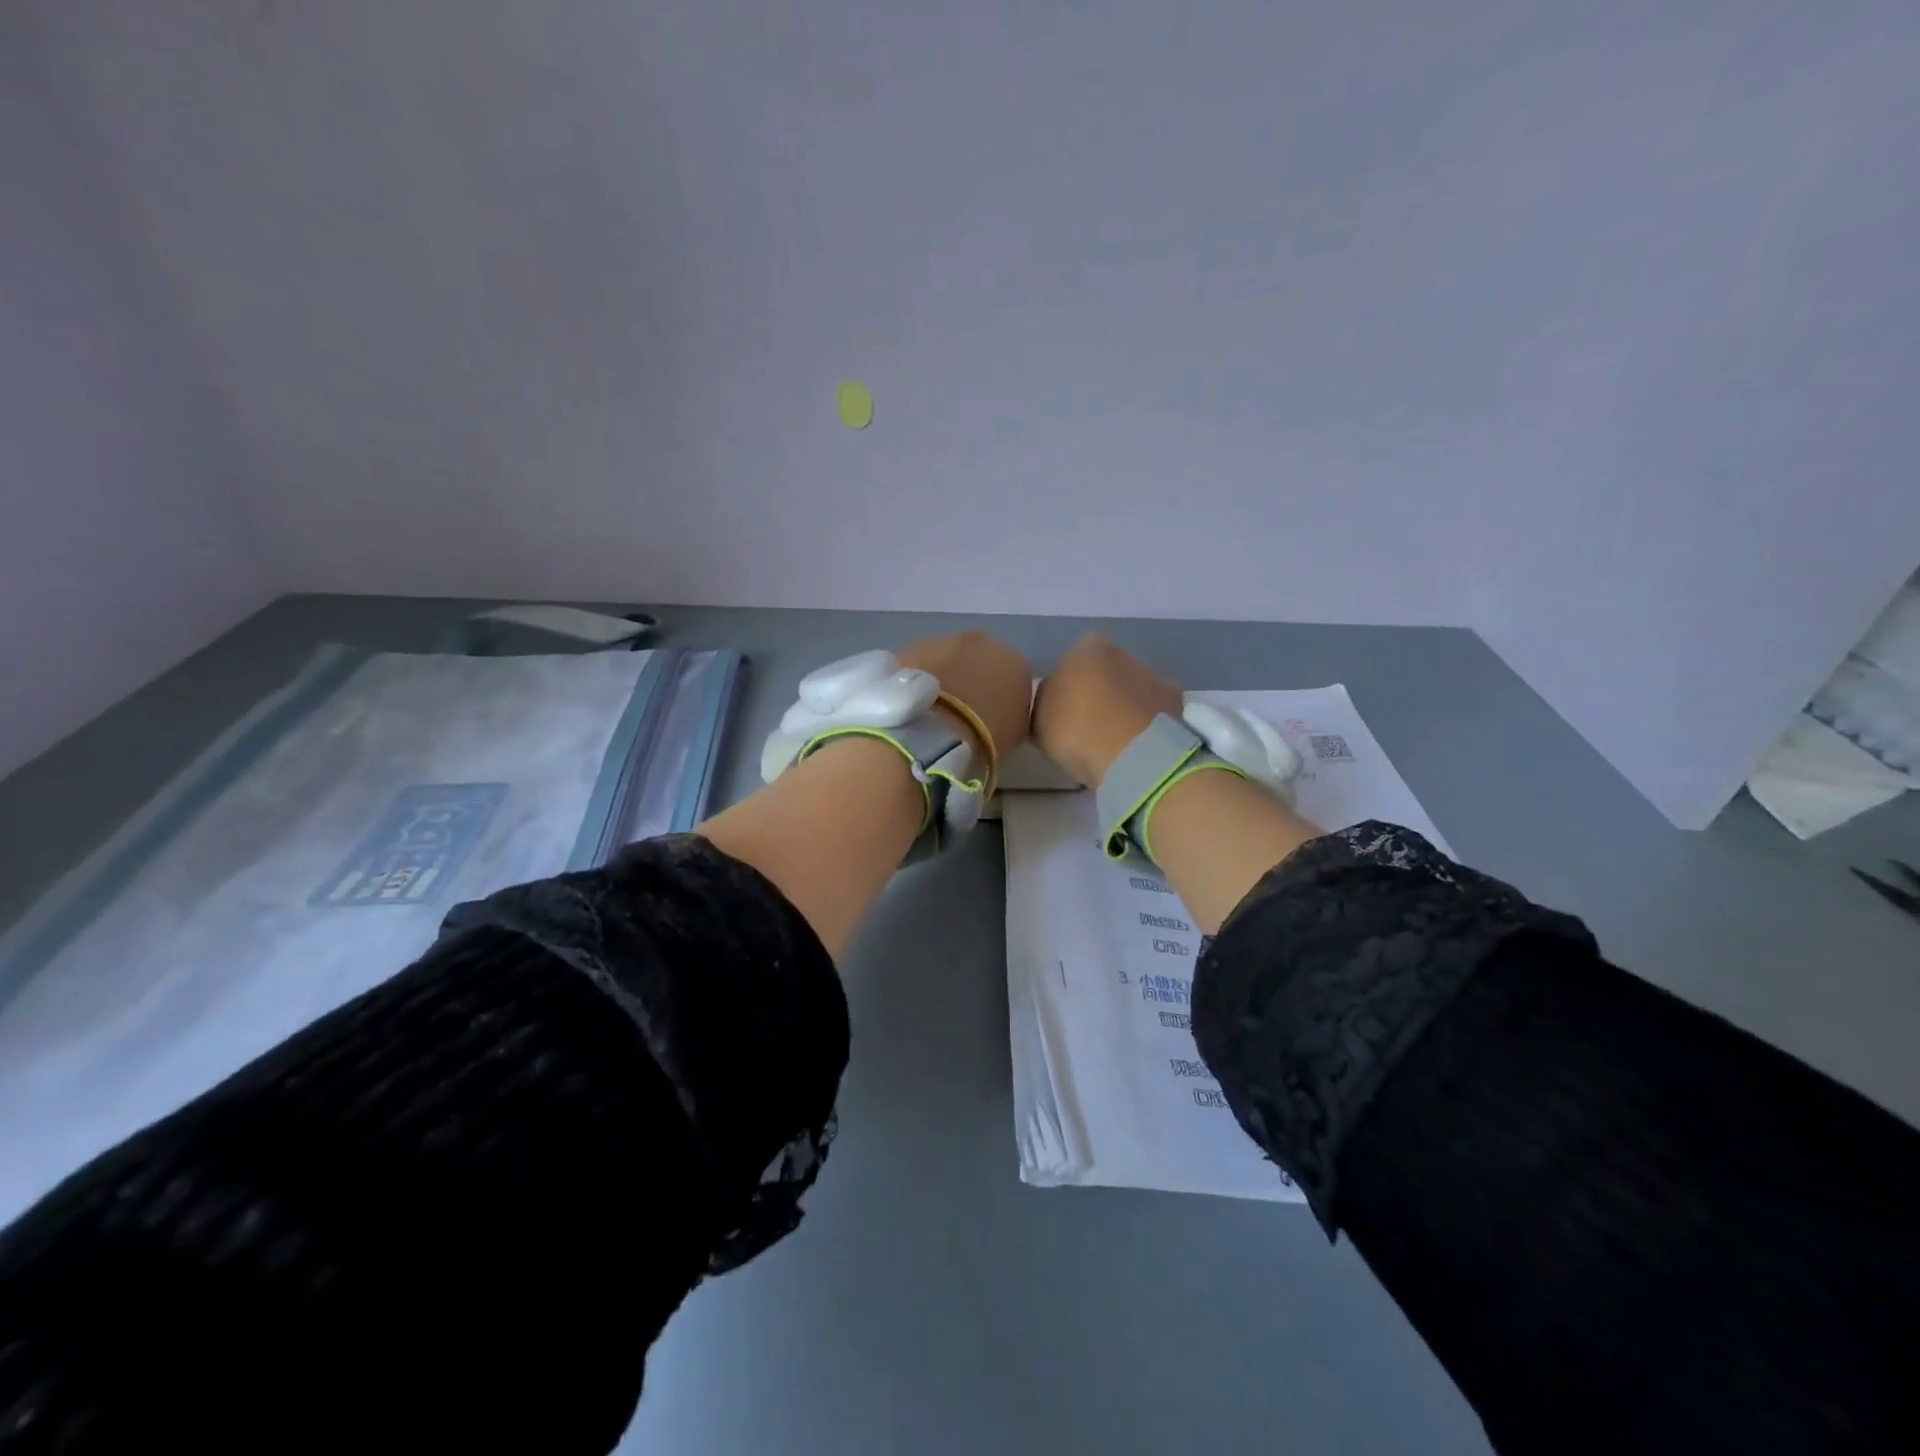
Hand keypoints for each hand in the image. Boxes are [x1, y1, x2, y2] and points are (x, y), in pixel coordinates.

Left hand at [896, 631, 1032, 763]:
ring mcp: (940, 641)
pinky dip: (918, 681)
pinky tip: (913, 706)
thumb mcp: (1013, 734)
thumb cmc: (980, 737)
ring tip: (932, 711)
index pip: (1013, 676)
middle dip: (971, 678)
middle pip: (978, 659)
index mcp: (1014, 661)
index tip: (991, 718)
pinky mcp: (907, 649)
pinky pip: (918, 667)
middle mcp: (980, 641)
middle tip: (960, 711)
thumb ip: (1010, 713)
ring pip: (945, 659)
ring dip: (942, 677)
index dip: (1001, 697)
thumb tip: (1000, 712)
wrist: (929, 730)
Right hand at [1032, 634, 1182, 787]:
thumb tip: (1056, 696)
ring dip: (1127, 709)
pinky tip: (1137, 749)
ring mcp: (1158, 680)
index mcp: (1090, 646)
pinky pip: (1155, 716)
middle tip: (1088, 727)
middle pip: (1108, 673)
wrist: (1133, 756)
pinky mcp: (1179, 709)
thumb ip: (1046, 698)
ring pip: (1135, 692)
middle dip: (1101, 693)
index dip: (1067, 685)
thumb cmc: (1077, 728)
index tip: (1062, 711)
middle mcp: (1128, 654)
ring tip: (1115, 742)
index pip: (1074, 658)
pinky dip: (1147, 727)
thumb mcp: (1038, 715)